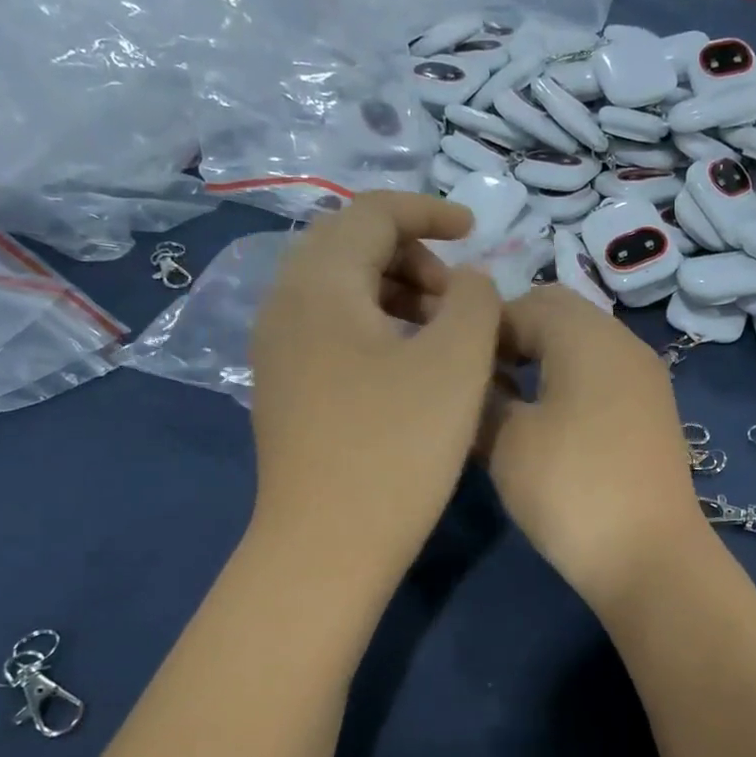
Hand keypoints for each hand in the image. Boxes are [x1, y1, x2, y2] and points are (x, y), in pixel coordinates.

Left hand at [247, 192, 499, 585]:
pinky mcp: (286, 391)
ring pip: (342, 293)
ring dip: (397, 294)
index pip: (372, 212)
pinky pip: (333, 332)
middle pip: (350, 247)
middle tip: (461, 296)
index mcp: (319, 284)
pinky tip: (410, 370)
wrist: (326, 545)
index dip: (429, 211)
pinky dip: (377, 329)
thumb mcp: (455, 363)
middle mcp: (285, 305)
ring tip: (444, 334)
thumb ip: (475, 300)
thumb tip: (468, 282)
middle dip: (414, 255)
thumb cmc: (396, 448)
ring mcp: (278, 352)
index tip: (477, 231)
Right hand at [479, 287, 713, 611]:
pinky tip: (544, 422)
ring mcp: (644, 378)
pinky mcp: (652, 412)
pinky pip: (601, 376)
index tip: (451, 362)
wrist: (649, 556)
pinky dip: (568, 382)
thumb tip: (474, 384)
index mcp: (587, 334)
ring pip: (581, 345)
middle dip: (512, 336)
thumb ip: (483, 398)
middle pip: (558, 314)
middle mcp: (623, 342)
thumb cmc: (570, 488)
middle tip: (477, 378)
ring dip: (540, 359)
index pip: (522, 303)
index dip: (480, 327)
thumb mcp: (506, 441)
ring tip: (505, 401)